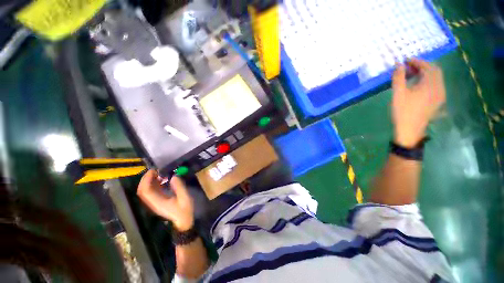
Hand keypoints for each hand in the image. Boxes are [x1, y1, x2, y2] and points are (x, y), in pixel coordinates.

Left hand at [137, 170, 193, 230]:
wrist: (182, 222)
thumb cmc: (184, 210)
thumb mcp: (185, 198)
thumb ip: (179, 186)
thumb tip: (174, 176)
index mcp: (157, 202)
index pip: (145, 190)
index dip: (147, 179)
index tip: (155, 170)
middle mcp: (152, 202)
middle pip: (143, 190)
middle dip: (147, 178)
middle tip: (156, 170)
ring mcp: (154, 202)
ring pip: (146, 190)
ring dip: (150, 180)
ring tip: (160, 173)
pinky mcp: (157, 202)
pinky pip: (151, 191)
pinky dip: (154, 184)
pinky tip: (162, 180)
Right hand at [392, 59, 445, 147]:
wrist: (410, 130)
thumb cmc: (403, 111)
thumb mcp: (398, 94)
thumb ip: (398, 78)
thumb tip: (398, 64)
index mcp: (430, 84)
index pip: (428, 66)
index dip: (417, 61)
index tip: (406, 60)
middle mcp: (439, 87)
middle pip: (435, 70)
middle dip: (422, 66)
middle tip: (409, 67)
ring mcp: (440, 94)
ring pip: (436, 77)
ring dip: (426, 73)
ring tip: (413, 75)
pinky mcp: (438, 100)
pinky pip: (436, 85)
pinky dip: (428, 80)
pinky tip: (419, 85)